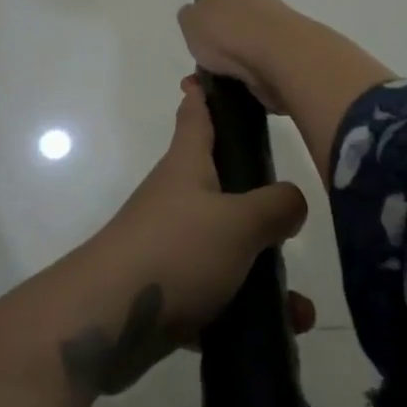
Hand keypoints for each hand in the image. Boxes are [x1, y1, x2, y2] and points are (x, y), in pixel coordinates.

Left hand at [66, 78, 311, 396]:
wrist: (108, 320)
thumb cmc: (176, 250)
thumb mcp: (239, 222)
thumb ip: (276, 207)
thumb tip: (292, 201)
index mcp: (187, 166)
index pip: (195, 115)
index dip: (203, 93)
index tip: (206, 75)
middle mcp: (175, 199)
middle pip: (218, 183)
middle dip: (256, 199)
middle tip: (292, 214)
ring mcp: (167, 245)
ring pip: (224, 247)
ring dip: (261, 272)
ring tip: (299, 305)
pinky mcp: (165, 289)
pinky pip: (213, 293)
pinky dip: (241, 309)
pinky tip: (274, 332)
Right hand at [176, 0, 298, 111]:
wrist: (277, 56)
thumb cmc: (228, 29)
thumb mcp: (192, 22)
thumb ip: (191, 17)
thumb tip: (195, 14)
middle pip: (241, 4)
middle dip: (227, 20)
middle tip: (208, 42)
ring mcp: (276, 25)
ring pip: (250, 35)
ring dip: (234, 52)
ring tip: (211, 75)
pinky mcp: (286, 53)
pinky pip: (258, 63)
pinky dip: (244, 73)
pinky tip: (228, 86)